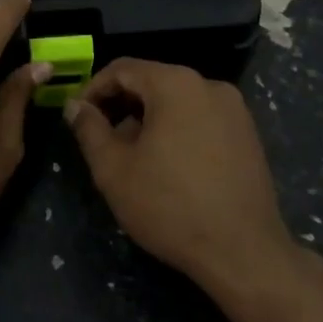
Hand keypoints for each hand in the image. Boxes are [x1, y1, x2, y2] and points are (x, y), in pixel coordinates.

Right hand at [65, 58, 295, 290]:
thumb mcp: (113, 169)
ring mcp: (234, 110)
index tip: (77, 117)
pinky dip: (176, 130)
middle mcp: (209, 85)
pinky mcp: (248, 136)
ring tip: (132, 156)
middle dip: (120, 106)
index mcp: (175, 84)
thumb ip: (89, 129)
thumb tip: (75, 106)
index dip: (93, 89)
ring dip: (148, 119)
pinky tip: (167, 166)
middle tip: (100, 138)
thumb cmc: (170, 206)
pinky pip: (200, 119)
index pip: (122, 69)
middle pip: (152, 82)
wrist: (243, 253)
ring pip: (177, 101)